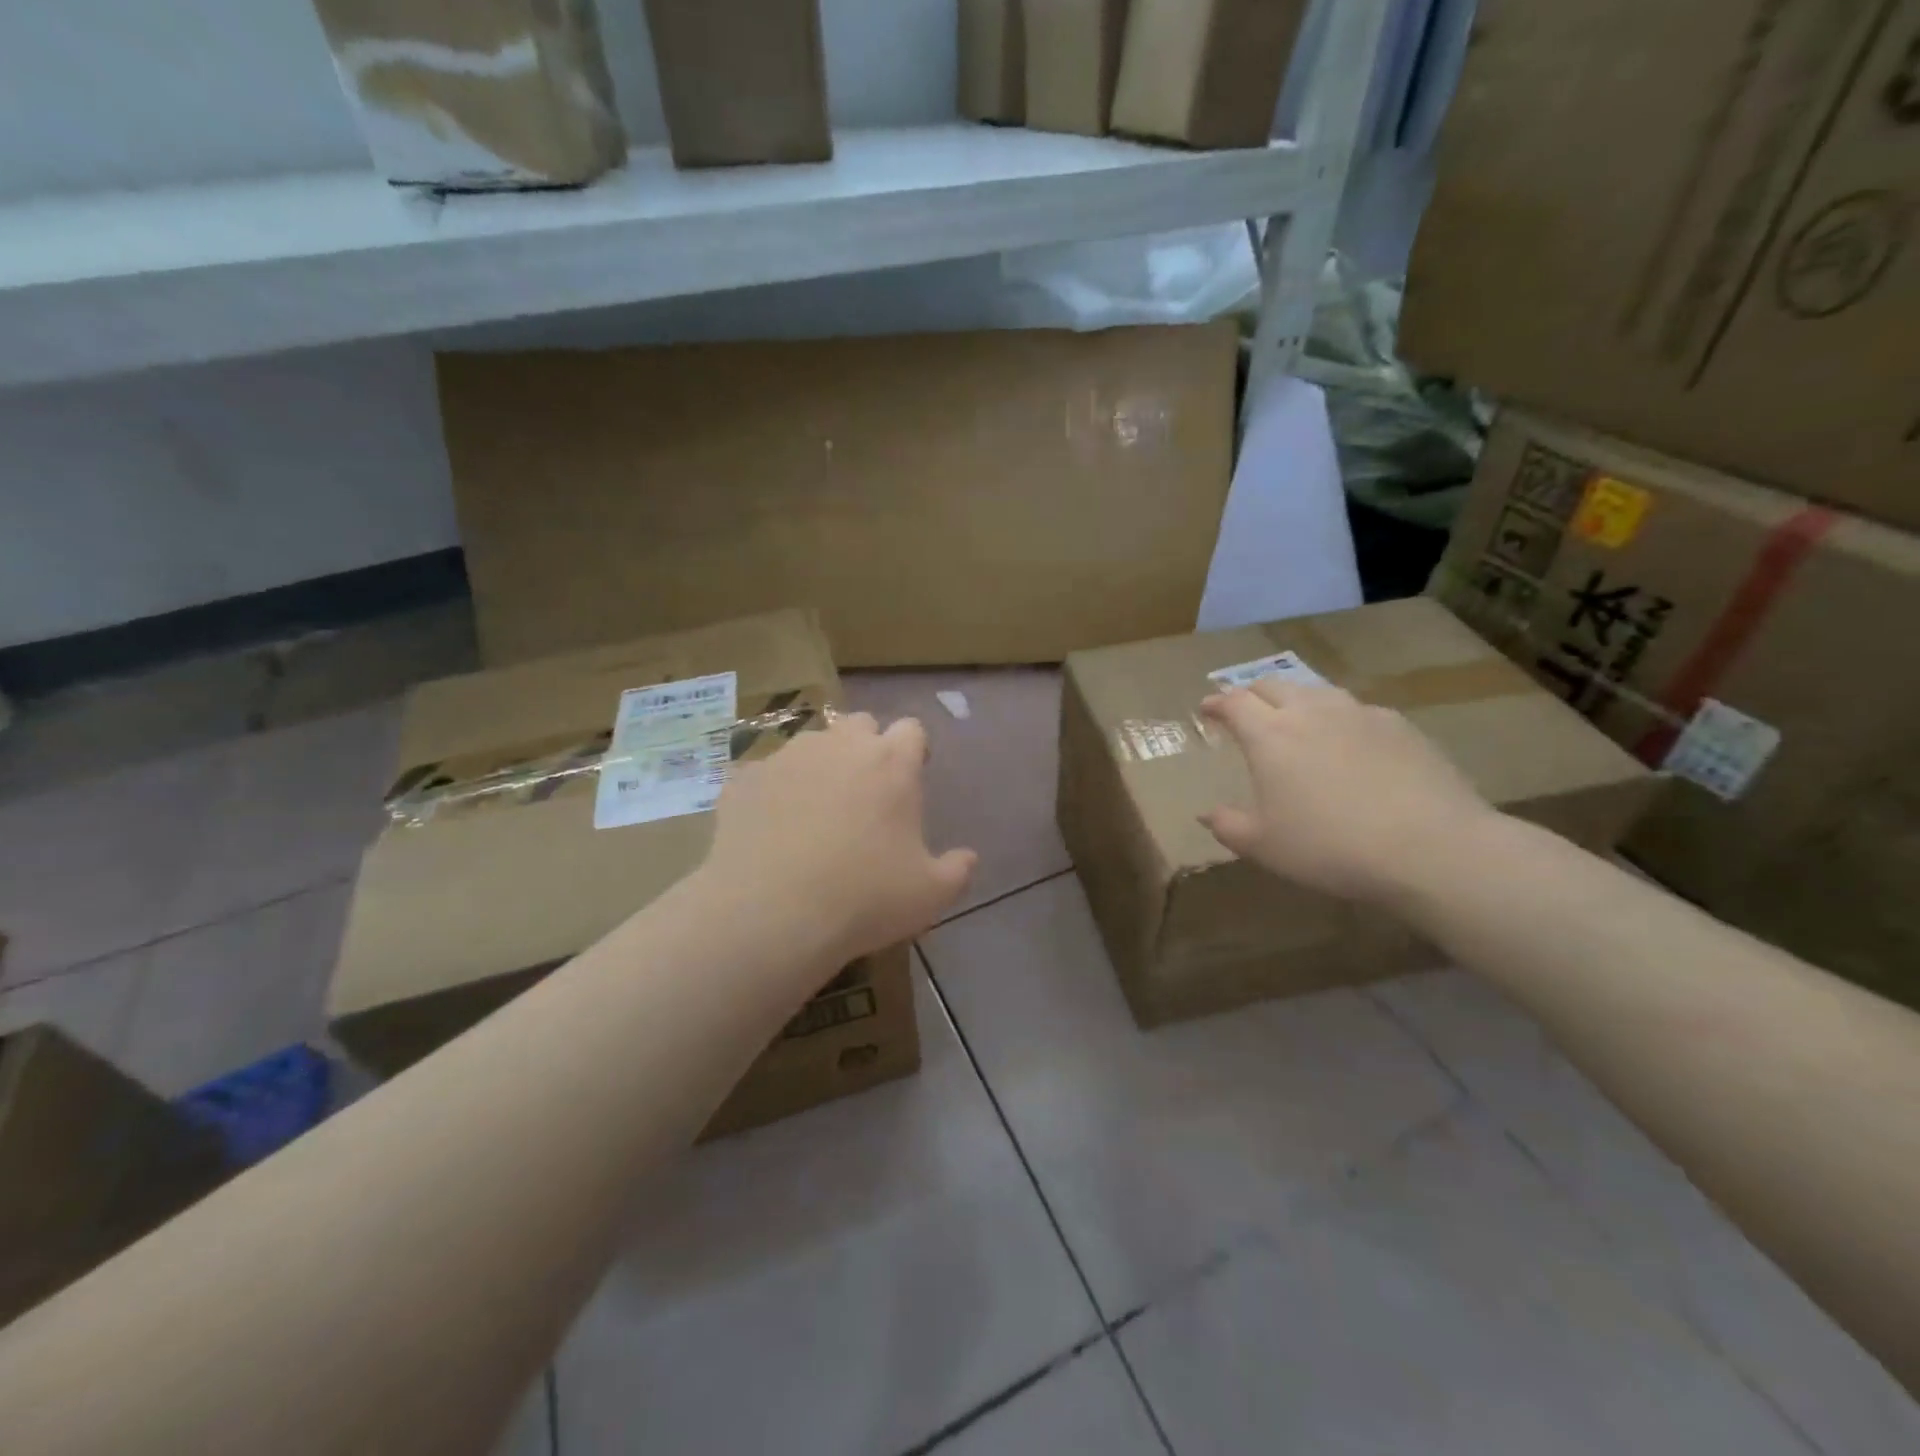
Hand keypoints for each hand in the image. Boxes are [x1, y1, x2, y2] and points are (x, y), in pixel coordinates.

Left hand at [702, 712, 976, 964]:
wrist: (771, 913)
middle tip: (864, 793)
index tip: (911, 779)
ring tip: (813, 811)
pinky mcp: (744, 778)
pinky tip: (770, 828)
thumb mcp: (930, 895)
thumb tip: (967, 858)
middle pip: (860, 725)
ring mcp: (787, 757)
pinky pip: (765, 773)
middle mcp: (839, 745)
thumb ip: (957, 870)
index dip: (913, 751)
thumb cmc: (864, 898)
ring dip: (819, 765)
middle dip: (865, 747)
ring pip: (811, 744)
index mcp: (891, 762)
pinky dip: (773, 791)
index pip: (911, 730)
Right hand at [1198, 679, 1496, 903]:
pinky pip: (1357, 711)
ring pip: (1317, 692)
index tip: (1206, 709)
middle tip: (1245, 712)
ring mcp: (1359, 714)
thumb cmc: (1330, 847)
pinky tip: (1349, 743)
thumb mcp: (1264, 847)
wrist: (1431, 848)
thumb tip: (1206, 814)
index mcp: (1270, 735)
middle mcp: (1311, 712)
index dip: (1216, 703)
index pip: (1234, 702)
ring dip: (1296, 700)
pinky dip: (1339, 718)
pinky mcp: (1400, 726)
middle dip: (1252, 694)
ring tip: (1296, 721)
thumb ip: (1228, 826)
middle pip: (1273, 685)